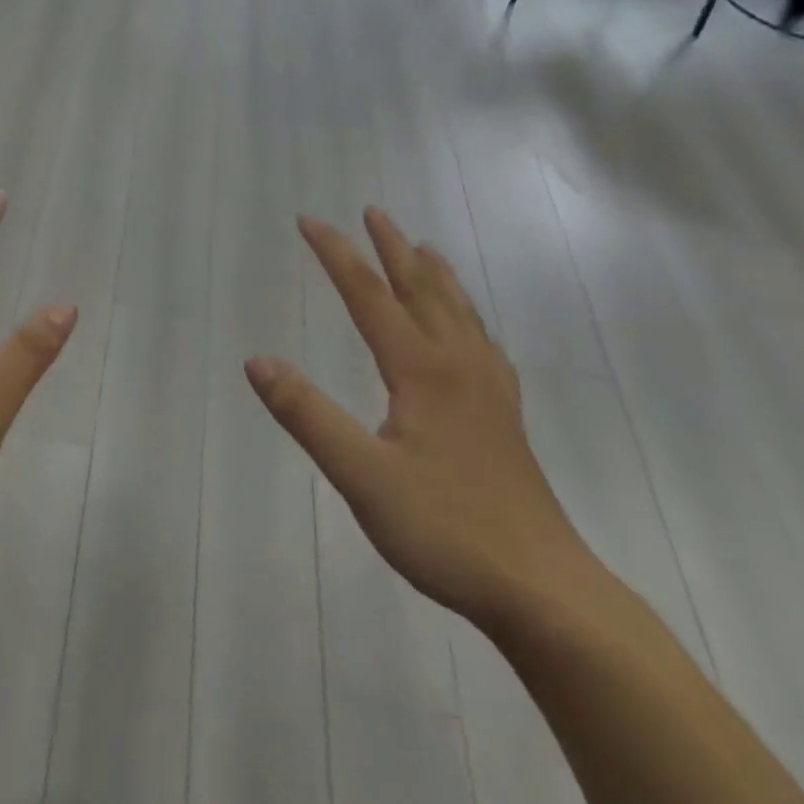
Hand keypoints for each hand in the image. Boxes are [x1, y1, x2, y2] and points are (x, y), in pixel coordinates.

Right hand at [246, 208, 596, 630]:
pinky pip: (483, 343)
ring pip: (459, 312)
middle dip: (392, 248)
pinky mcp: (505, 418)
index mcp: (421, 370)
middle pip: (422, 290)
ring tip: (423, 247)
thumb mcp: (361, 476)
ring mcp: (488, 391)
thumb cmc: (447, 530)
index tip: (309, 221)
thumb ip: (307, 415)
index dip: (337, 254)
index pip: (370, 296)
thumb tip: (257, 361)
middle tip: (372, 211)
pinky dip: (467, 315)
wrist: (546, 592)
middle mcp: (458, 366)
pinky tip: (470, 330)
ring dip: (434, 274)